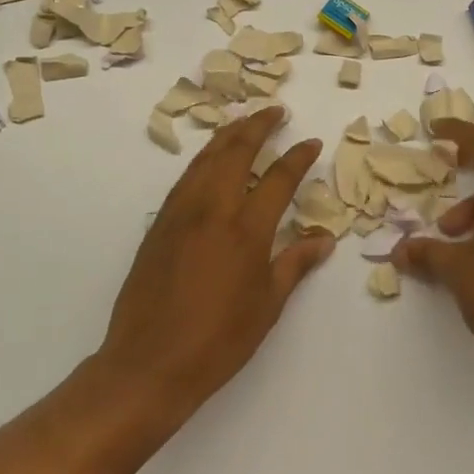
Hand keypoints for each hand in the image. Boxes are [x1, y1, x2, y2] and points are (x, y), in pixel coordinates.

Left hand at [97, 106, 333, 412]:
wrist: (149, 362)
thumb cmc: (219, 340)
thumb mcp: (267, 305)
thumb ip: (295, 264)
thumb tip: (324, 239)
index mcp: (246, 230)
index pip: (278, 178)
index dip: (298, 157)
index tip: (311, 142)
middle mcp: (212, 209)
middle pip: (235, 152)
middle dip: (257, 126)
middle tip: (275, 111)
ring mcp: (180, 214)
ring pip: (205, 159)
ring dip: (227, 135)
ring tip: (244, 122)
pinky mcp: (159, 225)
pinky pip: (185, 178)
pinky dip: (203, 159)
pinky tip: (210, 161)